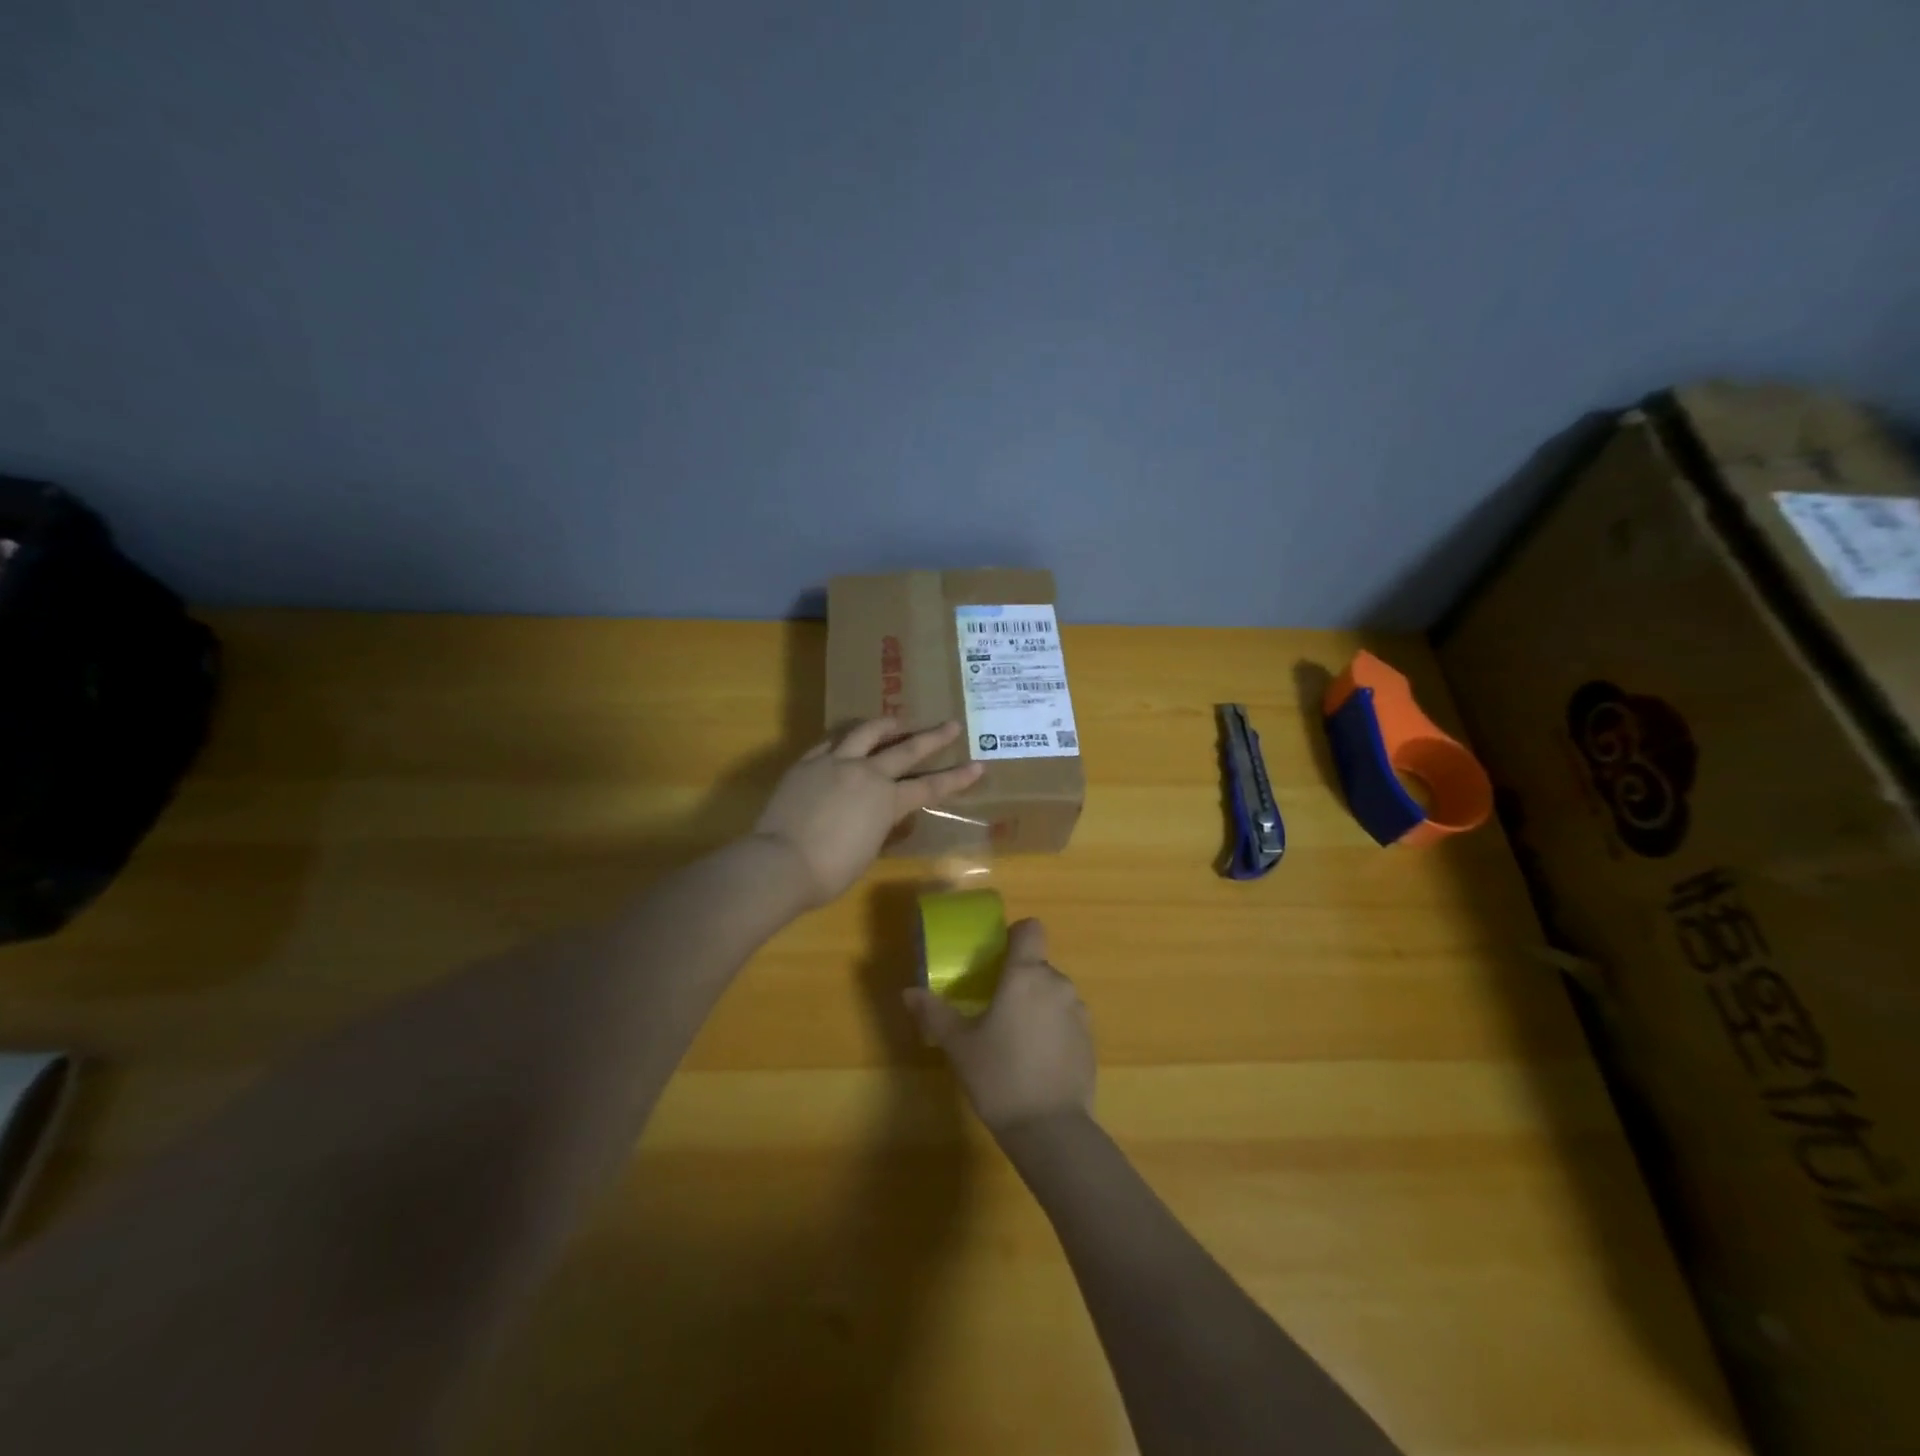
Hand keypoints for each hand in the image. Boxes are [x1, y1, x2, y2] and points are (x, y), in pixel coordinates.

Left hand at [754, 718, 983, 906]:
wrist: (781, 862)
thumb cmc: (830, 871)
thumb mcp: (867, 850)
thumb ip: (878, 825)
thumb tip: (878, 814)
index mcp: (887, 801)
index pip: (930, 786)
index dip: (956, 777)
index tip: (978, 765)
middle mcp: (866, 773)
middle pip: (906, 749)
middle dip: (932, 737)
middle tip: (950, 725)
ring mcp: (835, 763)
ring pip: (866, 733)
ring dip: (885, 725)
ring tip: (896, 720)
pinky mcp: (808, 763)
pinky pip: (831, 742)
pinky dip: (845, 738)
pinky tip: (847, 738)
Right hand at [903, 919, 1095, 1133]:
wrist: (1051, 1130)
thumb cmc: (999, 1076)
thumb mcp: (959, 1046)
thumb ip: (935, 1014)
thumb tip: (909, 992)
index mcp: (1026, 975)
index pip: (1030, 929)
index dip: (1014, 936)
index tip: (996, 958)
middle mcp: (1057, 984)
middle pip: (1038, 965)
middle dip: (1018, 979)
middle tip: (993, 1008)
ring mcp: (1079, 1012)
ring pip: (1053, 993)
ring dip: (1036, 1005)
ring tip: (1014, 1039)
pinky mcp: (1090, 1040)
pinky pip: (1067, 1019)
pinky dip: (1052, 1029)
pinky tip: (1035, 1061)